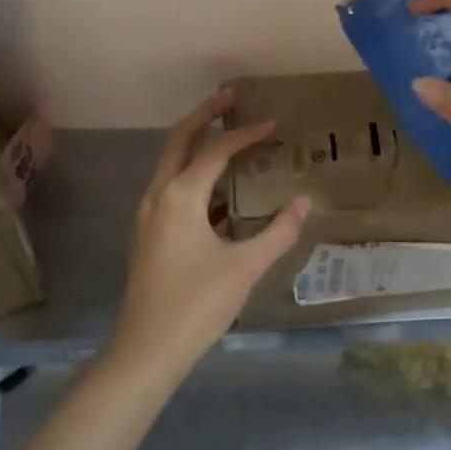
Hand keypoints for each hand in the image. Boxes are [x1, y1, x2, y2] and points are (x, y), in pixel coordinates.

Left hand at [109, 91, 310, 380]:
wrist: (146, 351)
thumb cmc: (196, 306)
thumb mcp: (245, 268)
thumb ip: (278, 231)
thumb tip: (305, 201)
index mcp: (179, 197)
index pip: (215, 151)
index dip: (245, 134)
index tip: (273, 123)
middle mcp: (158, 195)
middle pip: (179, 140)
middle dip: (205, 115)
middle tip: (231, 97)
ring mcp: (148, 214)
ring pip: (171, 162)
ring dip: (196, 142)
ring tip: (226, 132)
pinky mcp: (148, 232)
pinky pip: (171, 185)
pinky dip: (192, 172)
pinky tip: (218, 188)